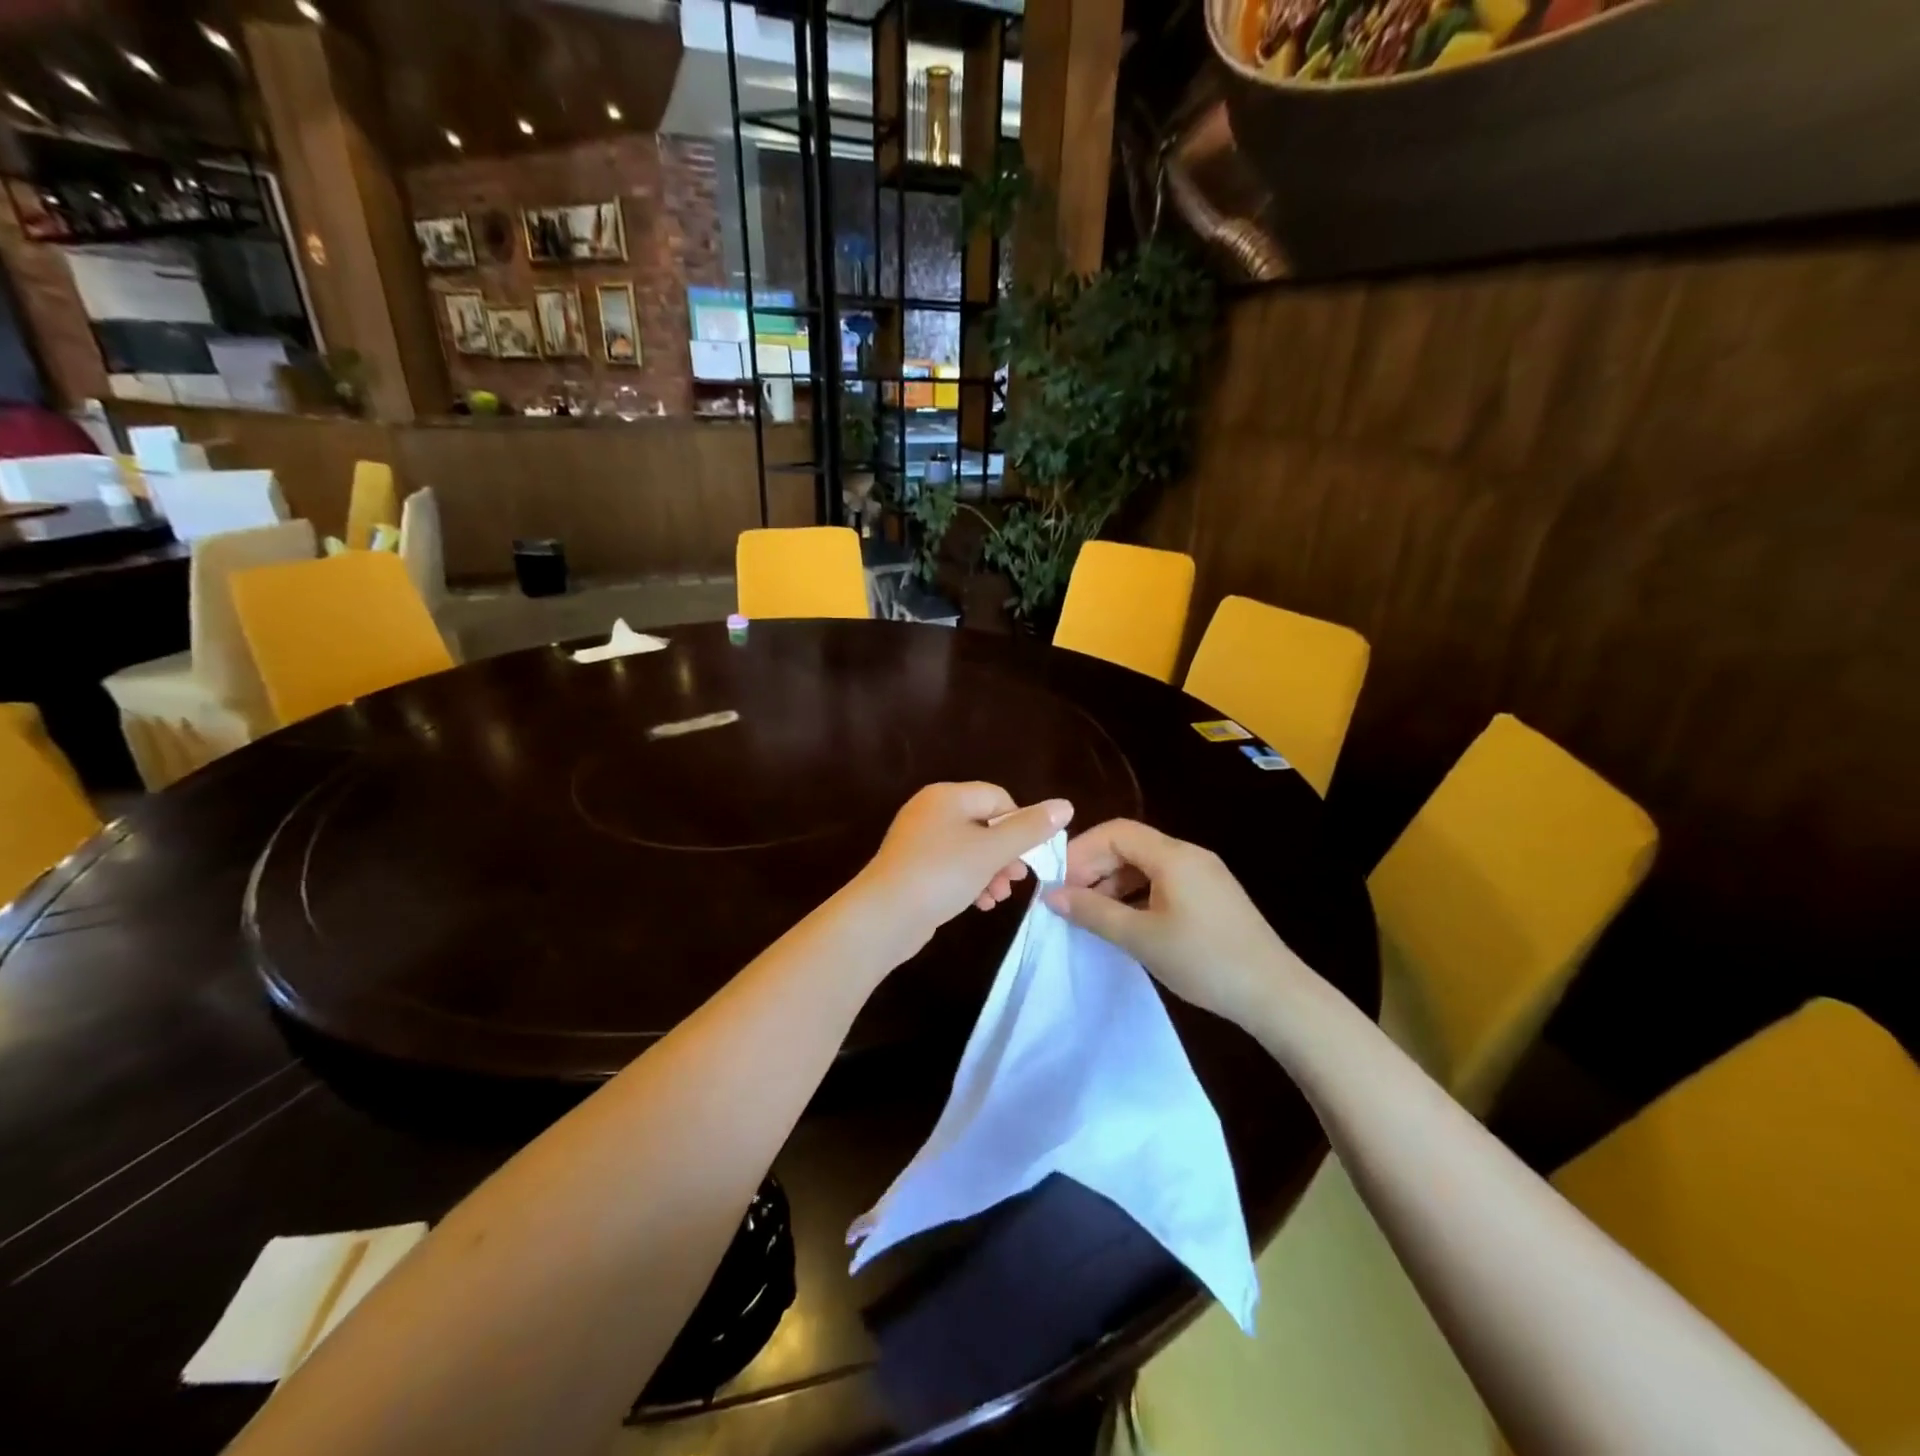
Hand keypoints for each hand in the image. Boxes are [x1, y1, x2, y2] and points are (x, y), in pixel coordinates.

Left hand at [853, 783, 1072, 960]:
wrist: (884, 916)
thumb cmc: (941, 874)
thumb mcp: (992, 851)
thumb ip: (1030, 828)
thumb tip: (1066, 805)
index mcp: (947, 796)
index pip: (998, 798)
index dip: (1020, 824)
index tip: (1029, 855)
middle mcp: (931, 810)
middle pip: (984, 824)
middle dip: (1006, 853)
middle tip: (1017, 879)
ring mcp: (919, 840)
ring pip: (969, 849)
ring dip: (990, 871)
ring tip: (999, 896)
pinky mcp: (912, 867)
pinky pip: (951, 867)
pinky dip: (969, 881)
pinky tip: (980, 904)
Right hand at [1043, 819, 1314, 1031]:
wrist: (1276, 995)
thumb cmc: (1204, 961)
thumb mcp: (1141, 938)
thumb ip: (1093, 913)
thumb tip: (1052, 895)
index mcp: (1173, 856)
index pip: (1116, 832)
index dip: (1082, 852)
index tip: (1060, 883)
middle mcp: (1189, 855)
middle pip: (1130, 845)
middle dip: (1095, 868)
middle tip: (1071, 902)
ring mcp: (1204, 875)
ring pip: (1145, 865)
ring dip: (1114, 884)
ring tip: (1093, 917)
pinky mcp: (1211, 896)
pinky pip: (1163, 882)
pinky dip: (1137, 895)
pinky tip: (1126, 923)